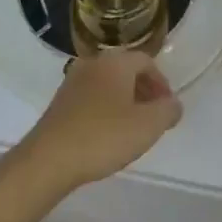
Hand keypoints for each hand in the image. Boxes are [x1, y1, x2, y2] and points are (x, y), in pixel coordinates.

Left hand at [14, 50, 182, 194]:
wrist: (48, 160)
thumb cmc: (103, 137)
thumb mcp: (148, 126)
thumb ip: (168, 111)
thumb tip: (173, 104)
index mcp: (116, 62)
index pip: (146, 61)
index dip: (162, 83)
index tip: (167, 107)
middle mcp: (93, 64)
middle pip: (126, 70)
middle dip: (143, 90)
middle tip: (153, 116)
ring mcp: (72, 82)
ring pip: (107, 84)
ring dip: (123, 100)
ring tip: (131, 127)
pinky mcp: (59, 103)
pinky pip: (91, 97)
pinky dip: (104, 108)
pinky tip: (106, 134)